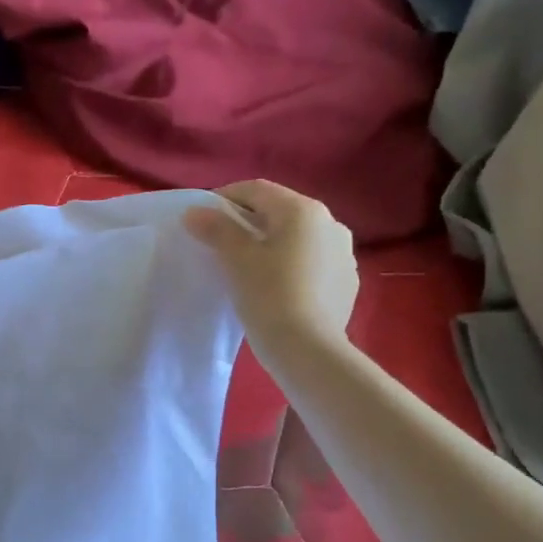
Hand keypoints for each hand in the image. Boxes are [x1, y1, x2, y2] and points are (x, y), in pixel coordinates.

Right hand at [184, 180, 358, 361]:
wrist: (309, 351)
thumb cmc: (269, 295)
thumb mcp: (236, 259)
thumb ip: (216, 228)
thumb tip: (195, 211)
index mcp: (303, 210)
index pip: (256, 190)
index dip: (225, 198)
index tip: (202, 218)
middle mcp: (331, 223)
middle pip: (280, 211)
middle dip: (249, 221)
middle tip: (221, 242)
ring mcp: (344, 253)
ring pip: (298, 238)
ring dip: (272, 242)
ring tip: (249, 266)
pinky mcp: (347, 282)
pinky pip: (312, 262)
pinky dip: (291, 264)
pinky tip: (276, 287)